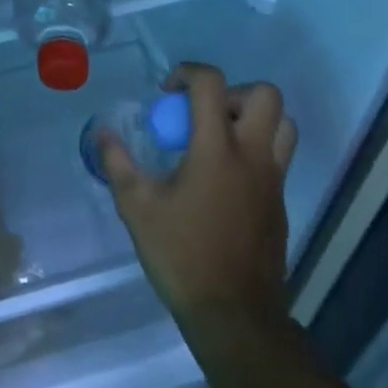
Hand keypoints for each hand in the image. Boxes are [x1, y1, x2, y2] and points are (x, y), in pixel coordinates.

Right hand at [100, 65, 297, 349]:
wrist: (234, 315)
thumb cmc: (181, 255)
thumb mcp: (137, 207)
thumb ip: (118, 164)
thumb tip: (103, 133)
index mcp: (216, 150)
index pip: (212, 84)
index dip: (188, 73)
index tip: (167, 92)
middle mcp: (253, 156)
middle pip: (266, 95)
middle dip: (232, 91)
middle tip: (203, 113)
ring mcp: (273, 181)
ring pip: (284, 125)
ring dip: (254, 118)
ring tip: (220, 137)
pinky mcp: (281, 204)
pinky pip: (279, 157)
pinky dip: (256, 150)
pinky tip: (224, 177)